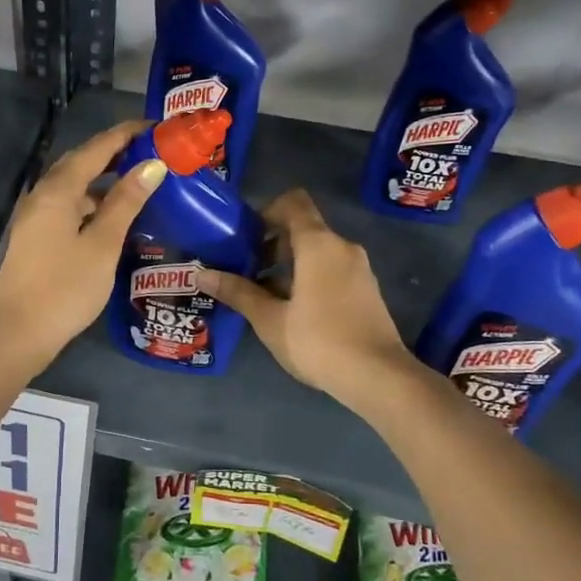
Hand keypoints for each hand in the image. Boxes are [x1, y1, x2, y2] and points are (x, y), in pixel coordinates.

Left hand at [0, 121, 166, 362]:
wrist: (19, 332)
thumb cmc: (65, 287)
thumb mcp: (103, 243)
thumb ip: (126, 202)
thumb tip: (153, 165)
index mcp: (58, 190)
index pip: (96, 149)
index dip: (125, 134)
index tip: (155, 126)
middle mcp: (43, 195)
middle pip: (80, 162)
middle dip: (114, 151)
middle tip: (150, 149)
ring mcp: (36, 216)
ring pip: (73, 184)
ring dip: (103, 176)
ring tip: (137, 177)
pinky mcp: (37, 236)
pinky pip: (68, 204)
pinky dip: (92, 200)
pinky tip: (111, 213)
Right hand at [200, 189, 414, 407]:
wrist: (380, 378)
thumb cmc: (319, 341)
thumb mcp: (270, 319)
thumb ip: (238, 292)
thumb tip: (201, 274)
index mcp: (319, 244)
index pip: (293, 202)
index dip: (267, 211)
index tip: (246, 236)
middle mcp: (342, 247)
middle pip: (303, 229)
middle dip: (272, 244)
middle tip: (246, 269)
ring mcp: (359, 269)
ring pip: (317, 252)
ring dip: (289, 265)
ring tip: (263, 294)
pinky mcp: (366, 291)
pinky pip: (332, 270)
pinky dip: (309, 278)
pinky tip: (292, 311)